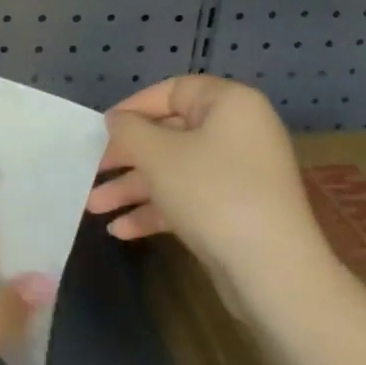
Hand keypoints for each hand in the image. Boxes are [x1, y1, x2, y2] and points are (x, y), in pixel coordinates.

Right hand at [87, 76, 326, 285]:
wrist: (273, 273)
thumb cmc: (211, 192)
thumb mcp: (157, 154)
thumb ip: (128, 130)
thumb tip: (118, 121)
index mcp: (229, 104)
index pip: (171, 91)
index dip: (133, 108)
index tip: (102, 129)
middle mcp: (238, 132)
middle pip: (170, 135)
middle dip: (126, 158)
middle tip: (92, 170)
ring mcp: (240, 175)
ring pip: (175, 171)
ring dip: (133, 188)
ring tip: (94, 207)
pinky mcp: (238, 212)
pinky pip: (190, 199)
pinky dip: (157, 210)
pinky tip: (121, 230)